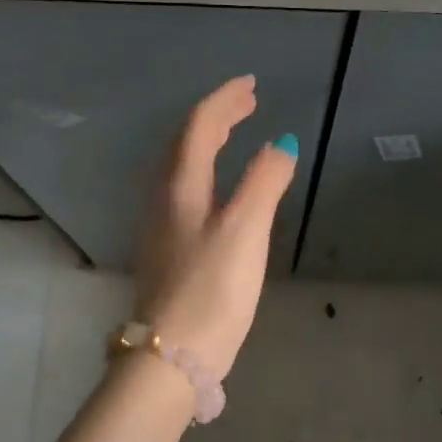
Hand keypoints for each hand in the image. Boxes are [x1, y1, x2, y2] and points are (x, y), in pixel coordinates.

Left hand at [132, 75, 298, 380]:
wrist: (171, 356)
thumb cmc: (211, 289)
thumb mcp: (245, 229)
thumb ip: (264, 182)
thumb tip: (281, 144)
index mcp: (181, 187)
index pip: (199, 126)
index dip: (225, 100)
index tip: (252, 85)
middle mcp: (164, 201)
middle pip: (186, 145)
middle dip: (217, 118)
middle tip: (248, 104)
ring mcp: (161, 229)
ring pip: (182, 170)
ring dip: (208, 145)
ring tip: (234, 137)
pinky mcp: (167, 254)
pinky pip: (185, 195)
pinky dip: (206, 175)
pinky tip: (220, 193)